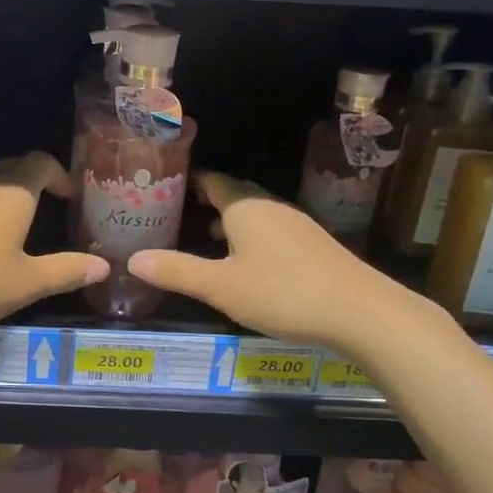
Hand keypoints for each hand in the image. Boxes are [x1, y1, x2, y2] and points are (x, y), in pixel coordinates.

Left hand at [0, 152, 107, 330]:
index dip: (60, 174)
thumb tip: (103, 266)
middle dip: (33, 184)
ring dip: (1, 199)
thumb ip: (67, 271)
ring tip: (10, 232)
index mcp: (11, 193)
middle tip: (47, 210)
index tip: (70, 196)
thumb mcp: (27, 283)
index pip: (41, 162)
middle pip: (12, 169)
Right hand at [128, 171, 399, 346]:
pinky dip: (251, 236)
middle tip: (178, 211)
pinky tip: (248, 261)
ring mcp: (297, 224)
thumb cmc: (282, 292)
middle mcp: (270, 207)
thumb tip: (132, 260)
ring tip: (206, 236)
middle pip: (234, 195)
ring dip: (230, 221)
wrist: (360, 311)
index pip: (212, 181)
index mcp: (245, 207)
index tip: (166, 185)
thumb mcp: (220, 287)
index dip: (189, 181)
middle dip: (207, 201)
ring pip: (255, 214)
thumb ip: (177, 271)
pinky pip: (272, 230)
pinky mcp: (314, 245)